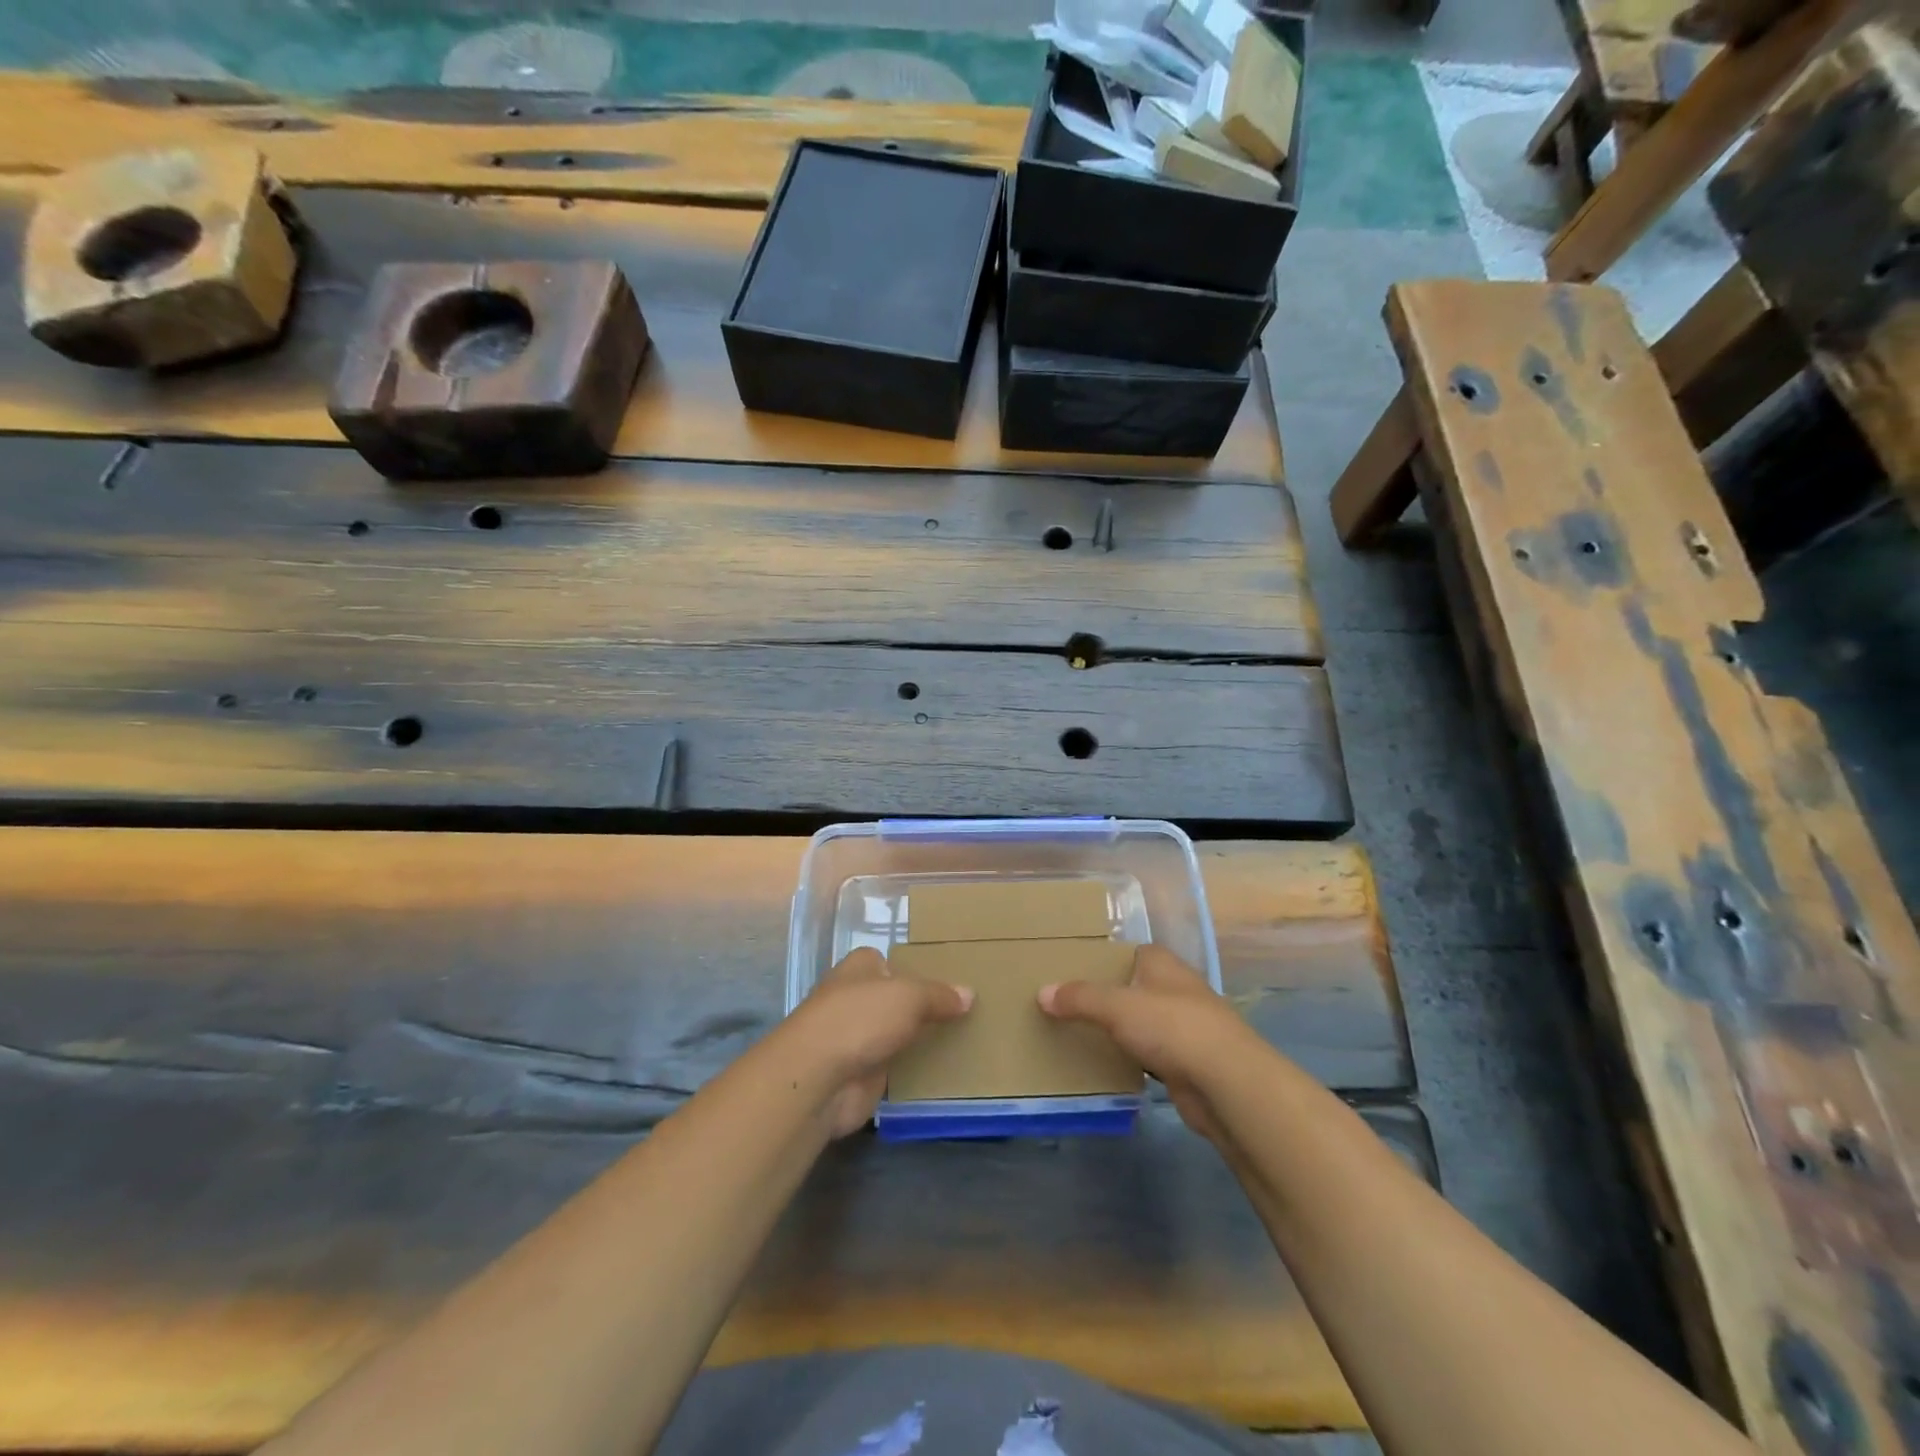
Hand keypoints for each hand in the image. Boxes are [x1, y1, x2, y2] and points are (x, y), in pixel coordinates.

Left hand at [785, 947, 972, 1137]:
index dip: (914, 968)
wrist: (818, 1079)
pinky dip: (912, 1069)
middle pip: (894, 999)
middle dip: (920, 1006)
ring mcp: (855, 1038)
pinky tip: (943, 1070)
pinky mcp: (859, 1073)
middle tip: (964, 1011)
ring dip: (917, 1039)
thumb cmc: (860, 1018)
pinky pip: (894, 1066)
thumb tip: (969, 994)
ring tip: (963, 1038)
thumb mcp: (909, 996)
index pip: (888, 961)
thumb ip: (939, 995)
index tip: (947, 980)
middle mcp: (854, 998)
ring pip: (894, 1033)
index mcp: (859, 967)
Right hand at [1040, 945, 1262, 1148]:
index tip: (1075, 968)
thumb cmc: (1172, 1027)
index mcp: (1163, 964)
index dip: (1106, 958)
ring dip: (1122, 1028)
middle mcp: (1177, 989)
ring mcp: (1187, 1027)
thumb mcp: (1116, 1006)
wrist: (1226, 1083)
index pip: (1131, 951)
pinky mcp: (1189, 1062)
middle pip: (1136, 986)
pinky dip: (1134, 1057)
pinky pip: (1152, 1053)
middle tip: (1070, 1002)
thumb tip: (1043, 992)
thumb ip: (1080, 998)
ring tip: (1082, 1032)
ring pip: (1144, 1022)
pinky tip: (1111, 1065)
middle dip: (1110, 994)